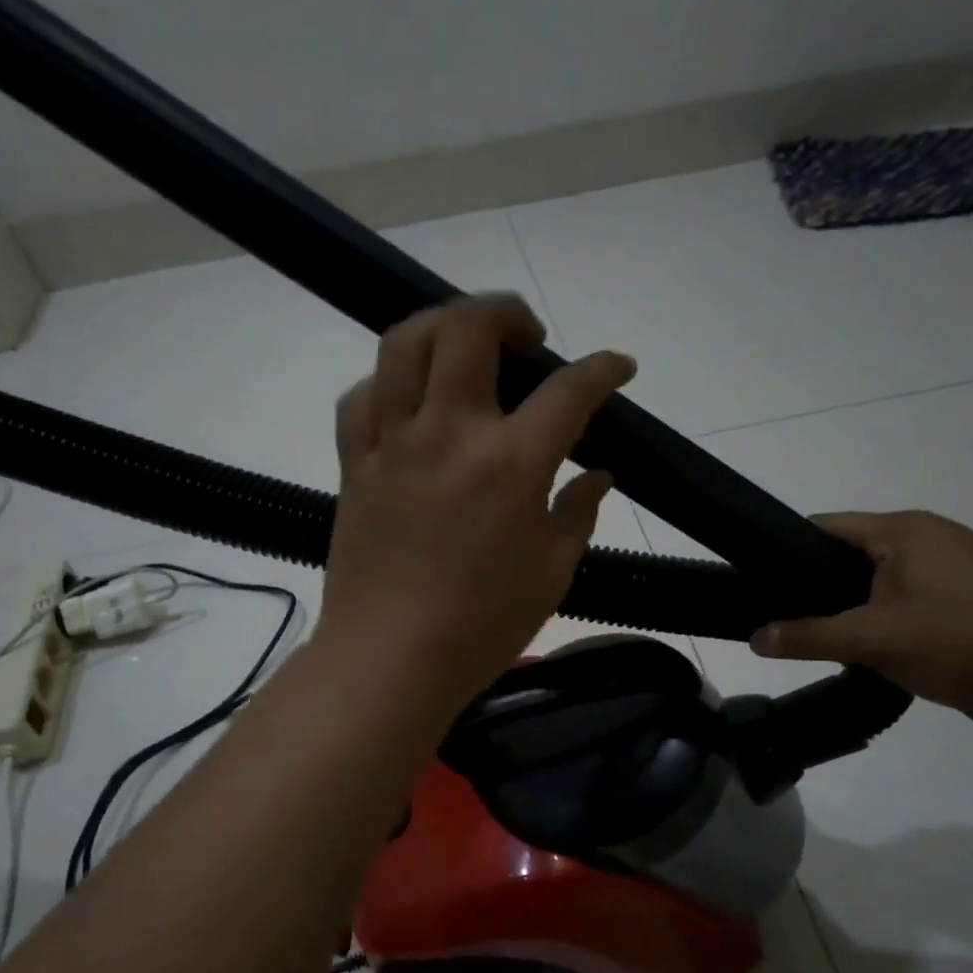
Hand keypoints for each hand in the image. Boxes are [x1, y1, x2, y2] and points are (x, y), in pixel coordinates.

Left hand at [318, 294, 635, 712]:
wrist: (390, 659)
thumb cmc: (481, 626)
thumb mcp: (552, 574)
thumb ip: (579, 515)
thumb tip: (600, 477)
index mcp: (511, 463)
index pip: (570, 390)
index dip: (604, 368)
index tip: (618, 367)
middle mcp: (450, 433)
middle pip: (469, 328)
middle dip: (507, 312)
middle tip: (528, 340)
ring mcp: (394, 443)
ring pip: (405, 343)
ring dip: (442, 325)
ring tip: (464, 348)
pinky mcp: (354, 463)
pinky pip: (363, 397)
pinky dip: (389, 382)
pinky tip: (409, 402)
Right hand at [750, 510, 972, 714]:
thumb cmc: (962, 640)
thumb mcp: (873, 640)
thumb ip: (809, 636)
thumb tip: (754, 638)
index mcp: (902, 530)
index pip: (823, 527)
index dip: (785, 553)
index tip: (760, 586)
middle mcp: (930, 534)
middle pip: (852, 553)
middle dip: (822, 586)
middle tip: (793, 622)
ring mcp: (959, 561)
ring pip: (884, 577)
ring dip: (858, 605)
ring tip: (834, 639)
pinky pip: (914, 594)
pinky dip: (891, 615)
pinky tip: (886, 647)